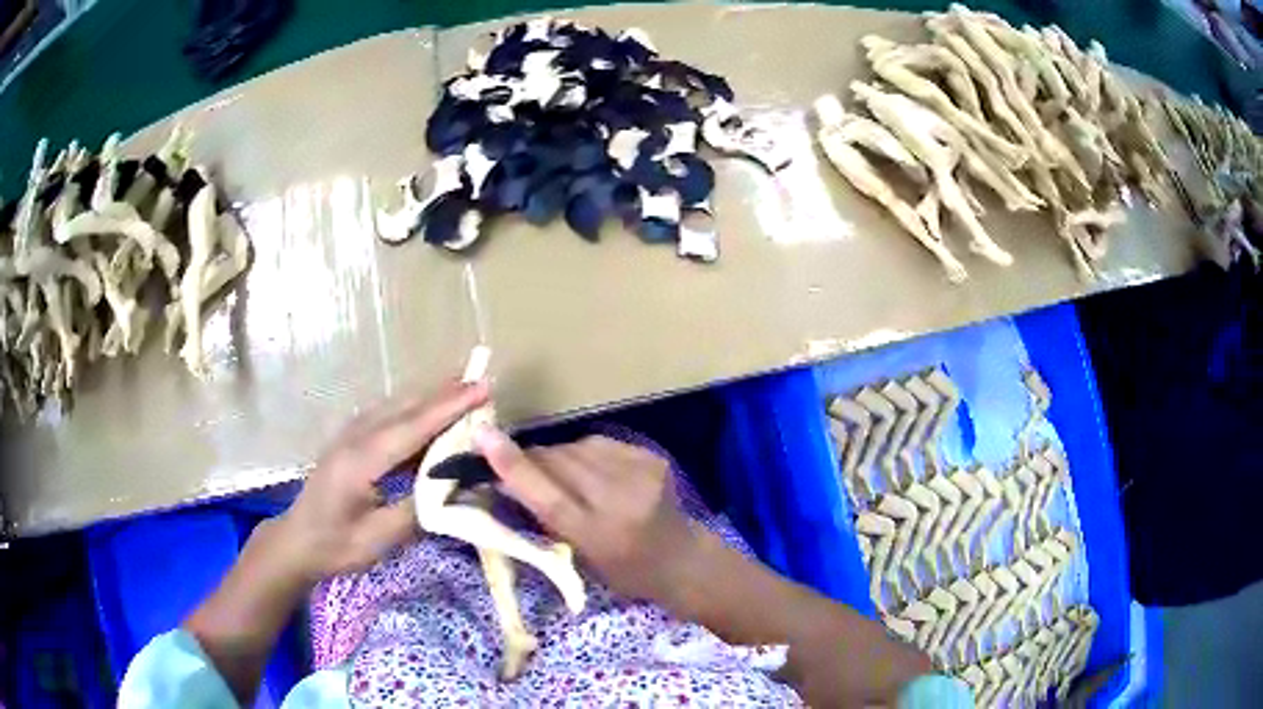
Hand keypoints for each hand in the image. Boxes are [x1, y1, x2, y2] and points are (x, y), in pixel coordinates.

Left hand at [273, 379, 489, 583]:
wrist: (297, 541)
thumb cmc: (336, 545)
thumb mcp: (378, 539)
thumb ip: (416, 512)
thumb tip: (453, 491)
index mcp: (361, 461)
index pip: (411, 427)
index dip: (448, 408)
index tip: (481, 389)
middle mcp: (355, 438)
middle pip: (405, 407)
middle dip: (444, 394)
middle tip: (482, 383)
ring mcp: (350, 436)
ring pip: (396, 407)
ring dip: (430, 399)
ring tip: (464, 391)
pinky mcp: (351, 441)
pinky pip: (388, 417)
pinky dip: (415, 411)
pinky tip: (430, 415)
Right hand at [475, 428, 701, 601]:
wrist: (682, 558)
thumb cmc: (623, 570)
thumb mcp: (580, 556)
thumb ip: (545, 518)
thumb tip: (505, 480)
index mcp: (598, 535)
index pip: (550, 496)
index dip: (513, 466)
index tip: (482, 435)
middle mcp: (621, 499)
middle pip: (559, 462)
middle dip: (531, 459)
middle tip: (515, 465)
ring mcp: (640, 473)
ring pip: (575, 447)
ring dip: (558, 456)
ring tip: (563, 476)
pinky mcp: (651, 456)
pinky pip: (600, 444)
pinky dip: (586, 454)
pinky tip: (593, 472)